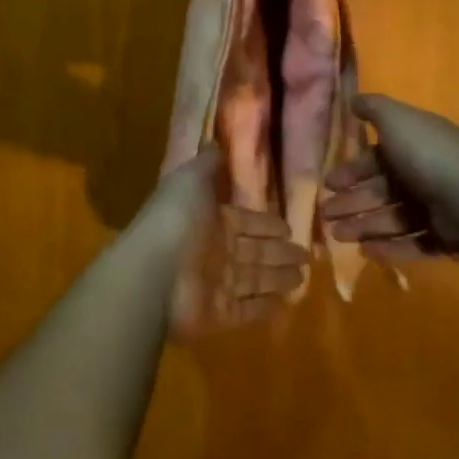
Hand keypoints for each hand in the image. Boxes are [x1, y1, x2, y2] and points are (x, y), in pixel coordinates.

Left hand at [134, 146, 310, 337]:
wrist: (153, 271)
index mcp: (210, 221)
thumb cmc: (176, 219)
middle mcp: (214, 252)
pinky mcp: (218, 315)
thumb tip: (216, 143)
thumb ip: (207, 164)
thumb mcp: (190, 178)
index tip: (288, 226)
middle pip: (254, 252)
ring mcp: (215, 285)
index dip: (266, 224)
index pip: (246, 222)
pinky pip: (246, 310)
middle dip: (279, 252)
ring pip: (254, 280)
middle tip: (305, 254)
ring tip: (303, 276)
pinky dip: (264, 307)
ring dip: (277, 278)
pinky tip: (283, 303)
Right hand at [319, 94, 458, 261]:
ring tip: (338, 236)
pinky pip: (412, 243)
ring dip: (363, 225)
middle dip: (352, 202)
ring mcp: (436, 208)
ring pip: (392, 218)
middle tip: (327, 215)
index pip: (378, 157)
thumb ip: (373, 108)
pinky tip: (365, 252)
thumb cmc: (428, 154)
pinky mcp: (444, 238)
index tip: (330, 183)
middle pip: (381, 190)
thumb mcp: (397, 120)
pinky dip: (389, 248)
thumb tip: (353, 99)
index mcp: (414, 146)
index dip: (352, 170)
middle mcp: (425, 174)